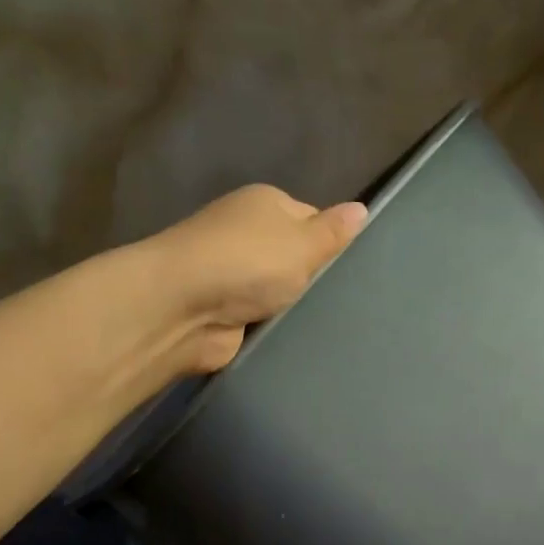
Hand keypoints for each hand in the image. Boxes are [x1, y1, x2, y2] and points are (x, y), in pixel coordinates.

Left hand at [146, 185, 367, 372]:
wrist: (182, 309)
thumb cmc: (248, 263)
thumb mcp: (303, 242)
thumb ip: (333, 231)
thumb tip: (361, 209)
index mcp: (265, 203)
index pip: (311, 218)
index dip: (332, 242)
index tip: (352, 269)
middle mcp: (245, 233)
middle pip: (293, 256)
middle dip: (313, 278)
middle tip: (345, 301)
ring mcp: (231, 274)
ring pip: (278, 290)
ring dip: (293, 306)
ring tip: (328, 324)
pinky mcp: (224, 311)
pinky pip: (261, 318)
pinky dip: (273, 327)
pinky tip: (297, 340)